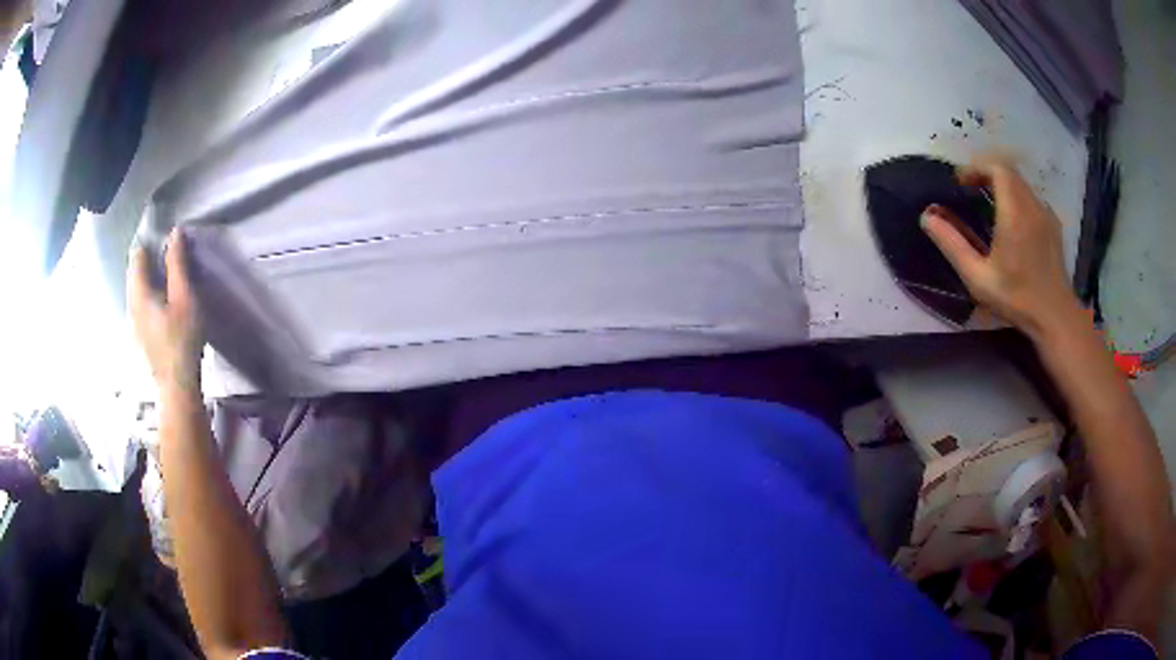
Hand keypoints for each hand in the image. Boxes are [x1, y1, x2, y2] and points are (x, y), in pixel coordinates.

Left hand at [128, 229, 204, 396]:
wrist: (176, 385)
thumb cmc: (182, 339)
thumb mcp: (184, 297)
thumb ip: (177, 264)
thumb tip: (175, 232)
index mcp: (139, 291)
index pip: (137, 255)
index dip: (150, 242)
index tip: (166, 239)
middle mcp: (131, 303)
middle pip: (135, 271)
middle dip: (148, 259)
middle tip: (169, 254)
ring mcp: (133, 321)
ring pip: (136, 288)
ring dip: (149, 277)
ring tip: (167, 276)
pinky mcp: (139, 334)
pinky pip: (140, 303)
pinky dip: (149, 293)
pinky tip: (162, 302)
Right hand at [921, 154, 1084, 340]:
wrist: (1055, 317)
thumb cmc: (1016, 298)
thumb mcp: (978, 277)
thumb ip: (952, 245)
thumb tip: (926, 217)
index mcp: (1014, 212)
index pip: (996, 168)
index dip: (976, 168)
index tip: (961, 183)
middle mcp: (1031, 205)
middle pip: (1008, 172)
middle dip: (987, 173)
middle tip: (970, 190)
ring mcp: (1045, 214)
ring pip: (1021, 184)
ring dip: (1002, 185)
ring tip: (989, 205)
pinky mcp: (1053, 225)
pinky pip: (1032, 199)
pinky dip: (1017, 199)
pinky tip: (1012, 222)